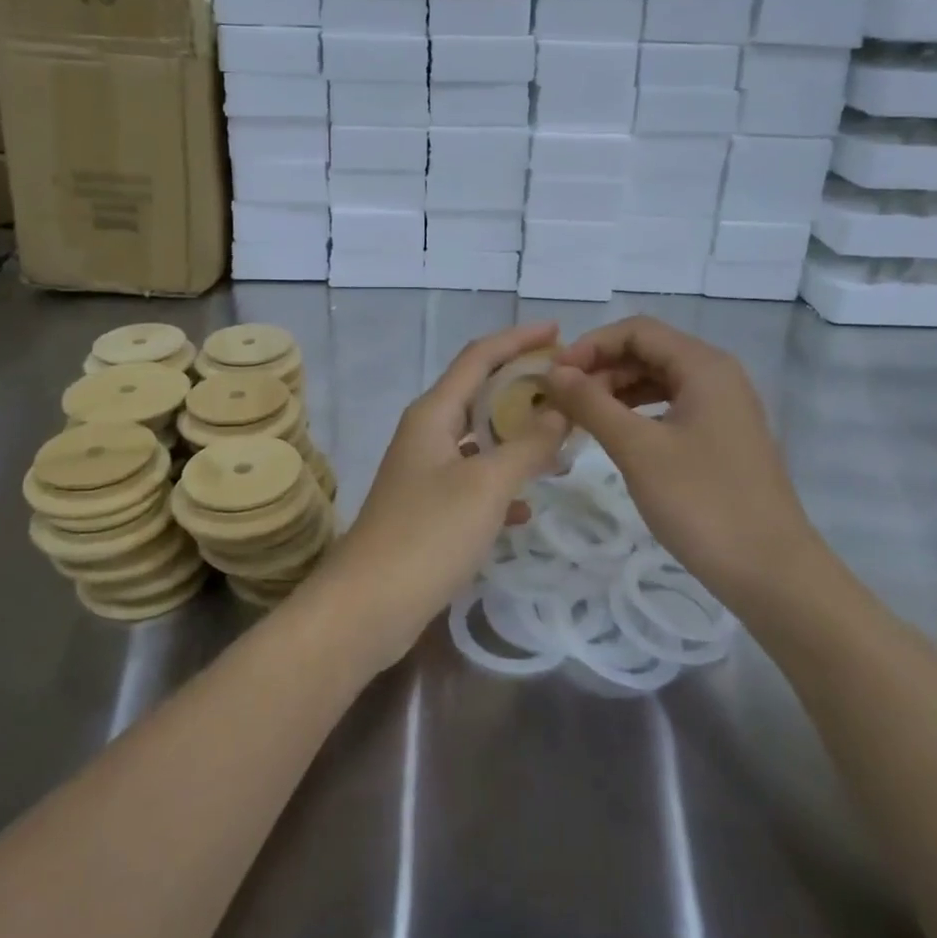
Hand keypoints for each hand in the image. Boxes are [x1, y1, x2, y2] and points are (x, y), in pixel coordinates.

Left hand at [311, 322, 568, 669]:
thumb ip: (527, 444)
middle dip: (522, 387)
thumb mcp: (486, 485)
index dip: (518, 339)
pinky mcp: (428, 509)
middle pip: (479, 393)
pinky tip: (526, 506)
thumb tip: (560, 409)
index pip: (479, 357)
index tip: (559, 331)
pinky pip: (473, 481)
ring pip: (479, 440)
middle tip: (569, 389)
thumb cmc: (427, 534)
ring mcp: (425, 472)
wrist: (367, 606)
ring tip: (561, 442)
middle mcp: (427, 433)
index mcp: (433, 413)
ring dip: (517, 436)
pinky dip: (501, 482)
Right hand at [543, 316, 819, 605]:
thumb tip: (554, 372)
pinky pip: (670, 408)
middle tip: (561, 400)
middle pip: (648, 352)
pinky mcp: (722, 439)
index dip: (591, 345)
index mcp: (704, 366)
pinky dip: (637, 413)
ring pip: (658, 381)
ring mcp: (723, 409)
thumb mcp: (638, 449)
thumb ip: (592, 403)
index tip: (555, 375)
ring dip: (615, 391)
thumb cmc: (703, 502)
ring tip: (580, 418)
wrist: (773, 575)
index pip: (636, 330)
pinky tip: (614, 435)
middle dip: (601, 368)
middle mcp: (717, 376)